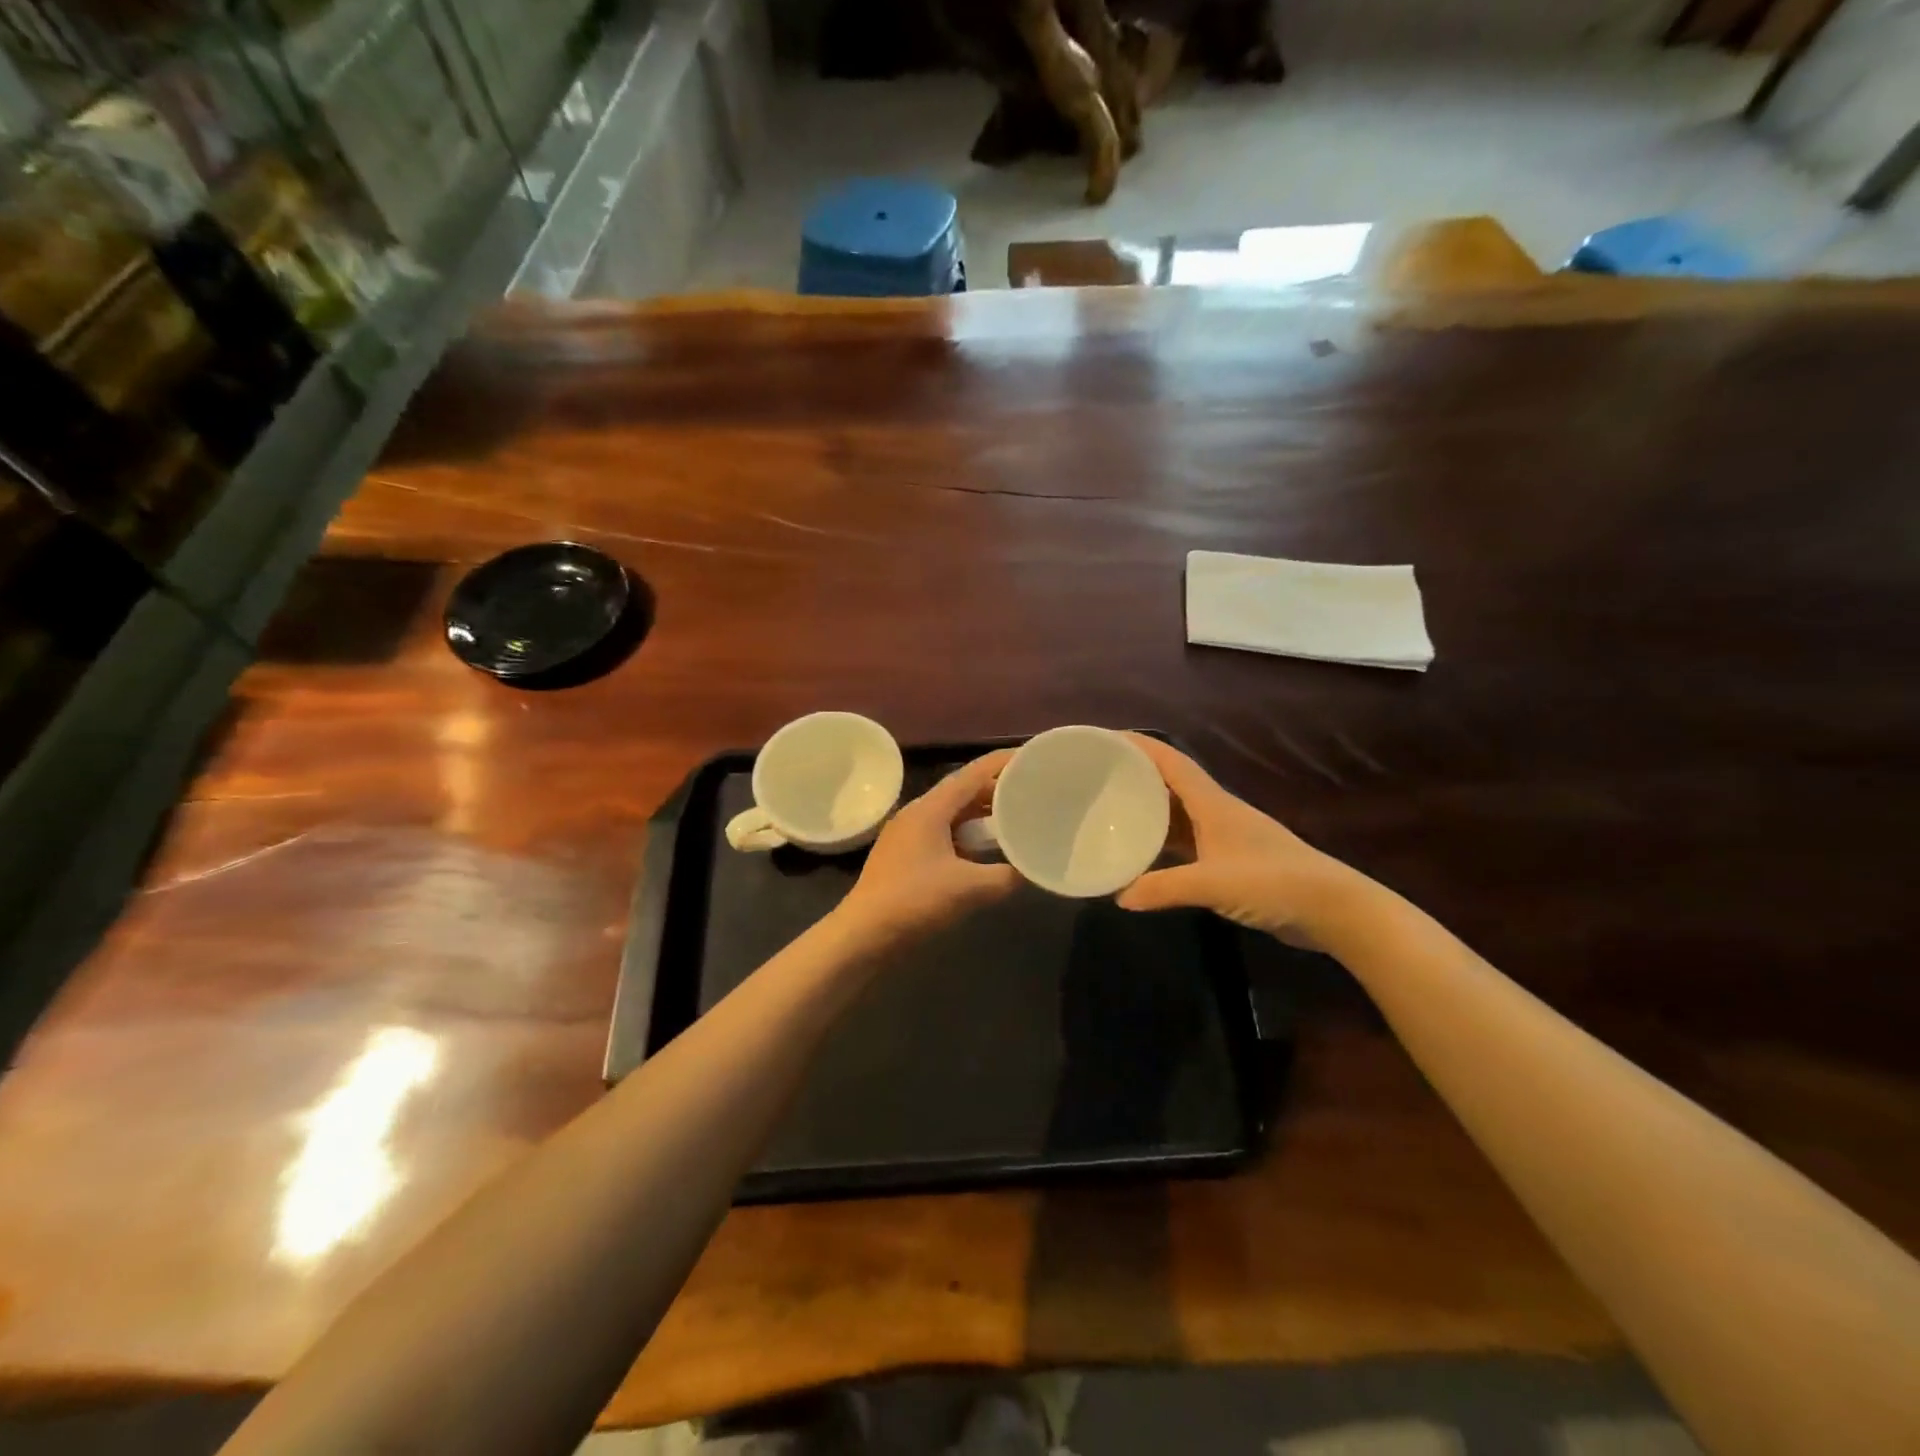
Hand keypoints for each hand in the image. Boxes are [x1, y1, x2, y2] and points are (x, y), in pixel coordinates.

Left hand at [836, 750, 1019, 941]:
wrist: (862, 934)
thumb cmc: (914, 901)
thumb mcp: (968, 889)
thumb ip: (1005, 877)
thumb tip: (1029, 870)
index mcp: (930, 809)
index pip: (973, 773)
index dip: (1003, 763)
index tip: (1031, 758)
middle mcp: (917, 814)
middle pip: (963, 792)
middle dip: (996, 791)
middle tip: (1030, 794)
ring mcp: (908, 835)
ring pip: (952, 815)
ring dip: (981, 816)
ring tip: (1013, 821)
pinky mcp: (904, 856)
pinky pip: (943, 834)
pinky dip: (966, 837)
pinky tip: (984, 853)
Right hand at [1116, 734, 1365, 946]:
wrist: (1332, 908)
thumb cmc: (1273, 882)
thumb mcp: (1213, 884)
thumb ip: (1164, 888)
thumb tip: (1119, 896)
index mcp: (1213, 803)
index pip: (1171, 762)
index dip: (1140, 746)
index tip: (1105, 739)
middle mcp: (1216, 812)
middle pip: (1170, 783)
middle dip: (1136, 775)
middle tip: (1097, 777)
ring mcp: (1224, 836)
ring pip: (1177, 814)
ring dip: (1148, 809)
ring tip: (1111, 811)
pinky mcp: (1230, 861)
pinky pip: (1186, 842)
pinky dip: (1163, 843)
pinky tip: (1143, 855)